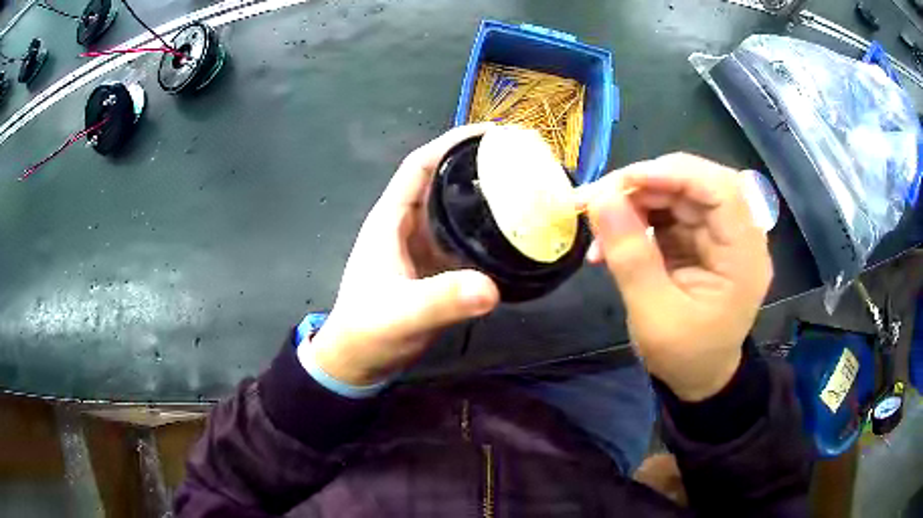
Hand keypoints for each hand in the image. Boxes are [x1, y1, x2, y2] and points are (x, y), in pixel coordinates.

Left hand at [309, 124, 499, 385]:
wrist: (360, 361)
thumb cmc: (368, 331)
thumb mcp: (402, 314)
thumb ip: (441, 301)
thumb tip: (491, 288)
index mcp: (391, 219)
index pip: (419, 165)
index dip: (451, 143)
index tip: (492, 134)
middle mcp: (408, 225)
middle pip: (443, 180)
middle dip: (477, 163)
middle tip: (522, 159)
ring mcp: (423, 246)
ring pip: (456, 208)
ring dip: (486, 195)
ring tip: (527, 188)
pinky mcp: (436, 267)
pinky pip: (465, 237)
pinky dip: (488, 229)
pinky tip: (515, 233)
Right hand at [581, 153, 772, 400]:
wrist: (699, 378)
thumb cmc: (684, 356)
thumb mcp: (654, 315)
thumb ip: (630, 256)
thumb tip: (600, 198)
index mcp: (744, 257)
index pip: (722, 191)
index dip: (675, 175)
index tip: (625, 180)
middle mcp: (738, 235)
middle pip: (696, 184)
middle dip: (644, 185)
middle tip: (597, 200)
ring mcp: (719, 233)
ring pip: (677, 193)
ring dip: (634, 201)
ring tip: (598, 226)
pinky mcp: (700, 237)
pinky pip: (667, 211)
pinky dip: (636, 218)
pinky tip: (610, 240)